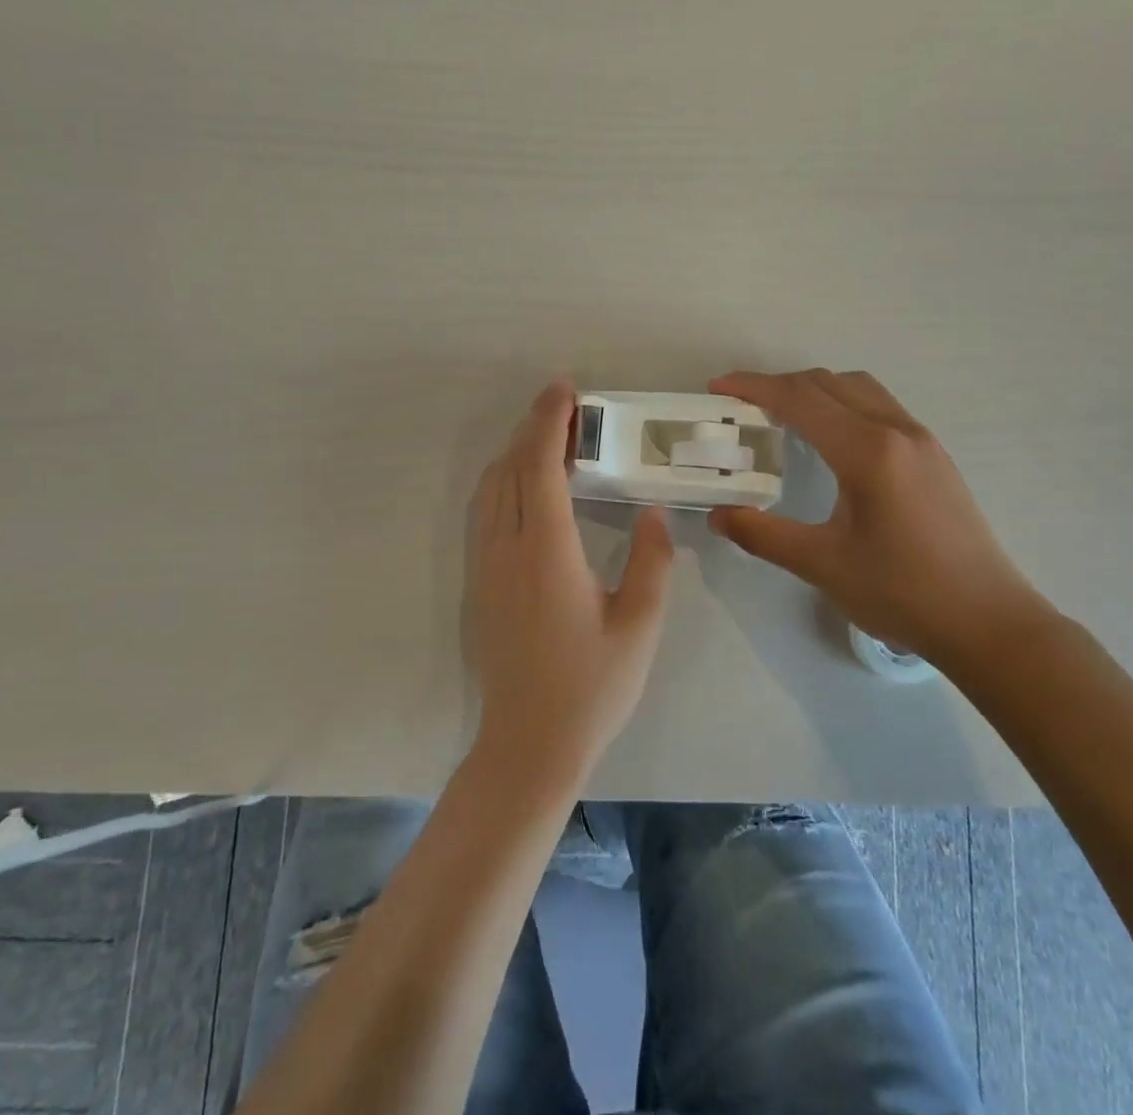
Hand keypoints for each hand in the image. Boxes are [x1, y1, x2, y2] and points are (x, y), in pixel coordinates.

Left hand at [469, 381, 674, 785]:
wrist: (528, 744)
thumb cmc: (591, 687)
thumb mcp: (639, 626)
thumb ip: (652, 562)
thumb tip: (652, 512)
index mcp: (546, 551)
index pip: (541, 467)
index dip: (550, 422)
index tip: (566, 389)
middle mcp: (507, 548)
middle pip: (511, 468)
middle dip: (534, 426)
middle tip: (565, 403)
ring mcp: (485, 566)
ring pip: (491, 487)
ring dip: (516, 451)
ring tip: (548, 436)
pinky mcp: (479, 583)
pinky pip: (484, 510)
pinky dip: (504, 480)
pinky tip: (525, 485)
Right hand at [708, 369, 1050, 669]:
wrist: (988, 622)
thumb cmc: (903, 593)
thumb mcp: (822, 565)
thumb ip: (763, 535)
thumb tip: (719, 515)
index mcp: (868, 451)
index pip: (800, 399)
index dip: (754, 387)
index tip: (718, 388)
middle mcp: (896, 430)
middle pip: (828, 383)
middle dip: (779, 385)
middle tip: (742, 406)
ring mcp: (921, 439)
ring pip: (858, 388)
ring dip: (815, 390)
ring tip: (783, 417)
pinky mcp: (934, 455)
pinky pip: (879, 406)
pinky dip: (843, 404)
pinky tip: (831, 441)